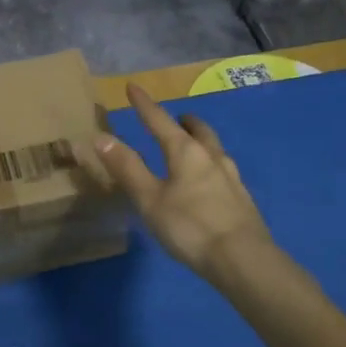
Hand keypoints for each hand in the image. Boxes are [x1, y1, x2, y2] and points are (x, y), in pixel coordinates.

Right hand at [84, 84, 273, 281]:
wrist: (244, 260)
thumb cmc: (190, 226)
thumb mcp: (149, 199)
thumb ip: (127, 167)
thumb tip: (101, 136)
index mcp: (185, 151)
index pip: (160, 120)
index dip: (144, 104)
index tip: (133, 86)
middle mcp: (211, 157)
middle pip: (198, 130)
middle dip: (185, 121)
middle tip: (177, 118)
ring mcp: (232, 178)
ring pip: (216, 149)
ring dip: (203, 141)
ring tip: (195, 147)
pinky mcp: (243, 200)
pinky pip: (225, 172)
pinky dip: (212, 166)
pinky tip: (211, 182)